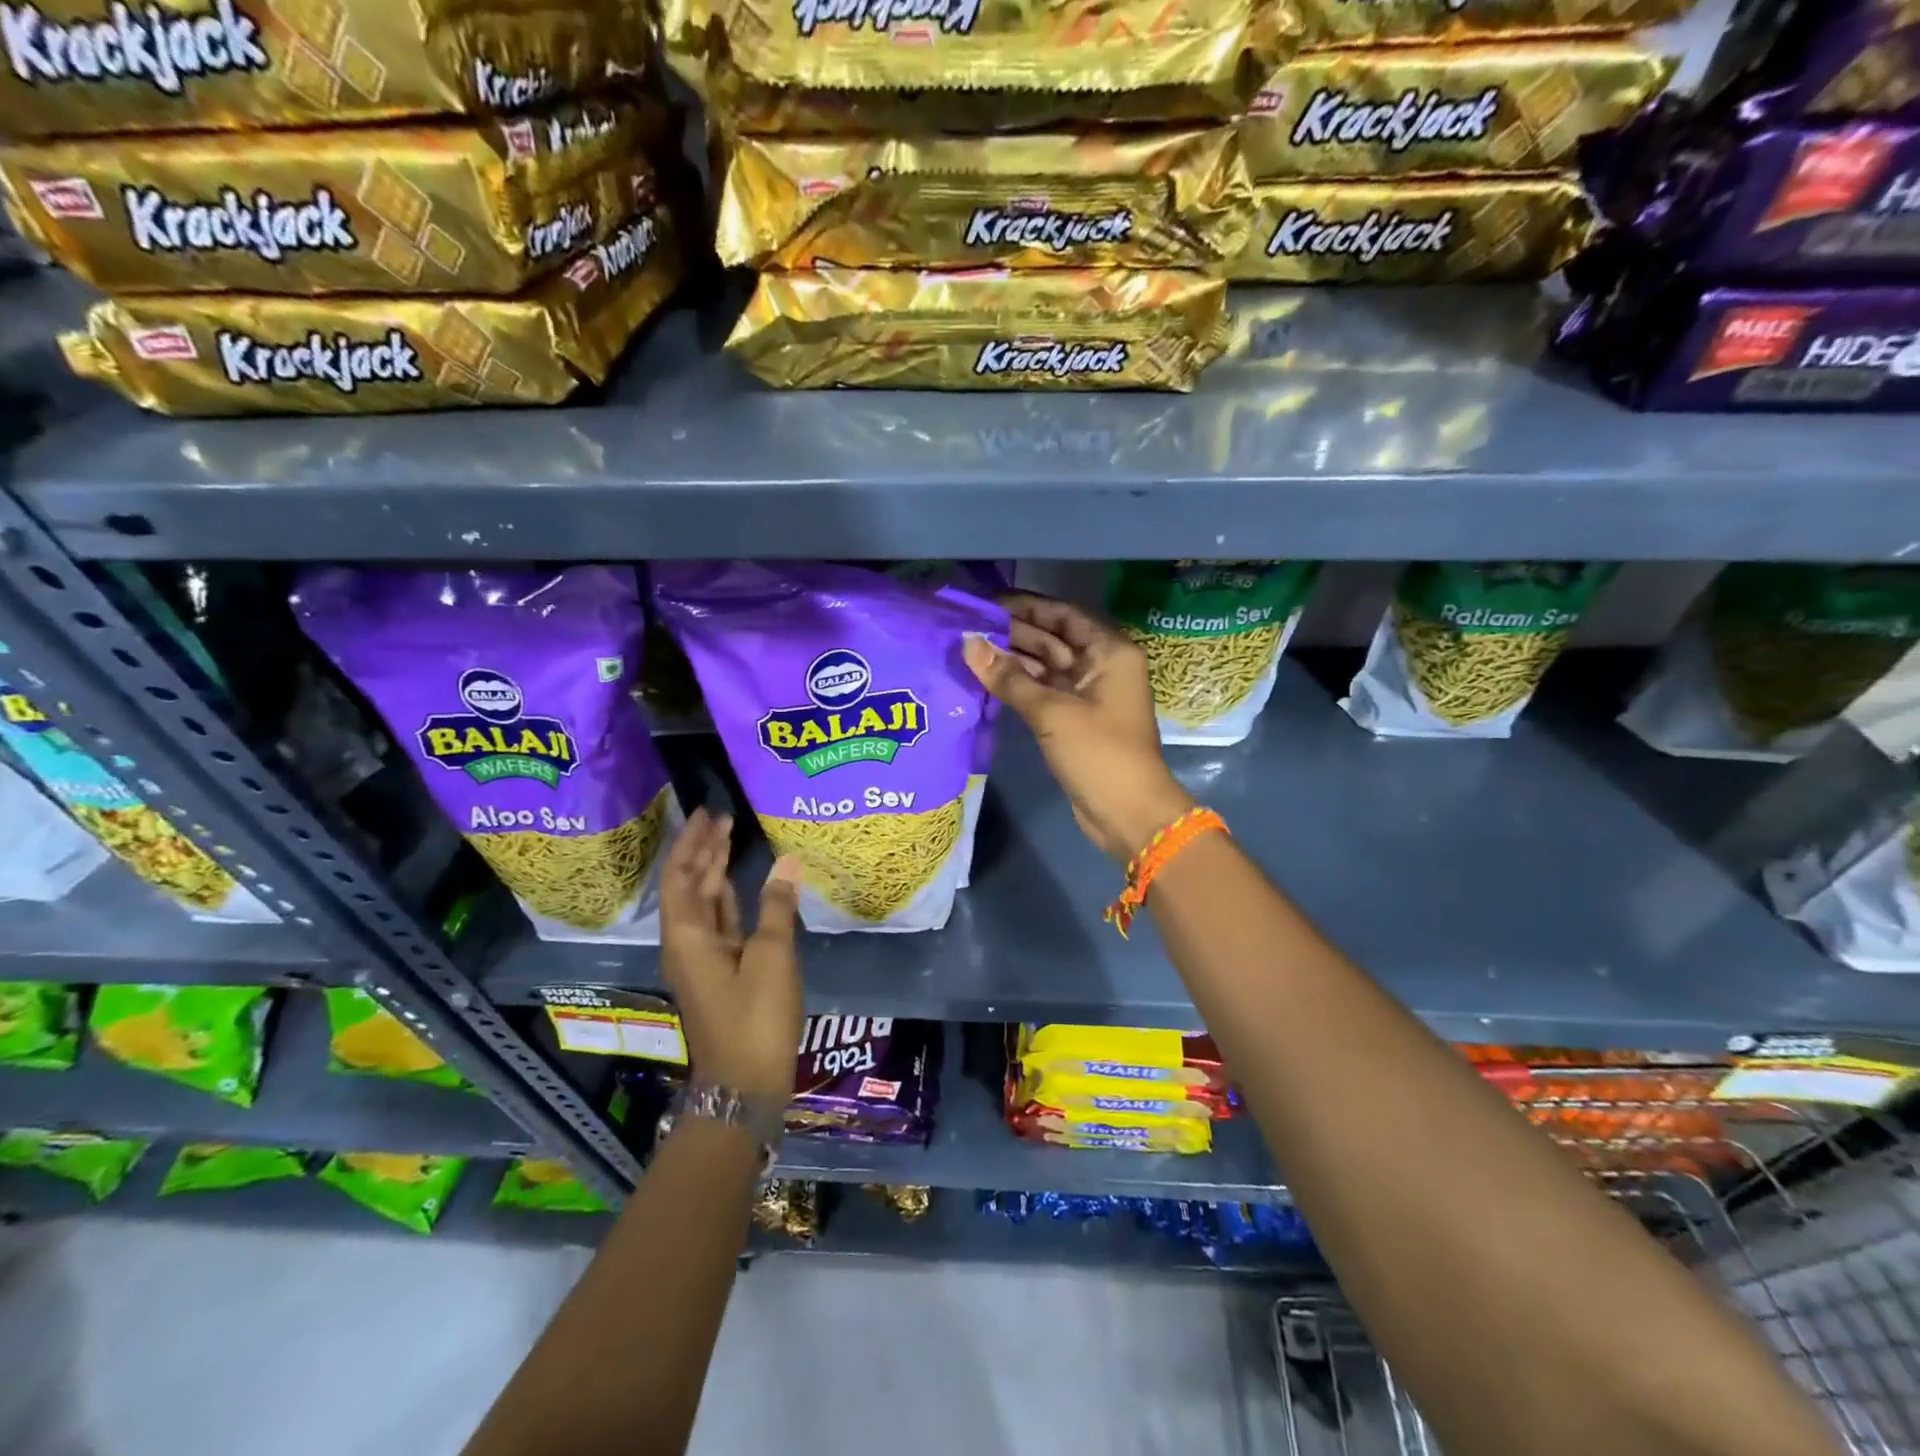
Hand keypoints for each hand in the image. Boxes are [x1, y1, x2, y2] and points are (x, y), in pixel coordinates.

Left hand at [658, 808, 803, 1099]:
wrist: (746, 1083)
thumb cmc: (756, 1017)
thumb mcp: (772, 957)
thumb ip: (777, 906)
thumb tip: (786, 861)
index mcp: (688, 937)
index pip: (680, 877)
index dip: (692, 844)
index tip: (709, 814)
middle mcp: (686, 944)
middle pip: (688, 888)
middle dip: (702, 851)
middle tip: (722, 818)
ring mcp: (702, 960)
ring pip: (702, 905)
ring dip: (712, 872)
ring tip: (730, 839)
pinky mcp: (720, 972)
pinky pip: (718, 923)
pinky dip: (727, 899)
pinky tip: (740, 884)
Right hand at [964, 593, 1193, 862]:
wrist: (1128, 813)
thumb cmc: (1098, 753)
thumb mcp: (1051, 711)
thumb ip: (1008, 677)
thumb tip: (969, 643)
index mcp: (1109, 651)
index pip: (1063, 615)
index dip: (1026, 606)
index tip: (986, 603)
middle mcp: (1101, 666)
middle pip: (1054, 638)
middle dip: (1014, 632)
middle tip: (968, 626)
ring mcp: (1088, 694)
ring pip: (1046, 666)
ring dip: (1013, 659)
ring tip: (969, 649)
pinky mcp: (1075, 719)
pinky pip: (1044, 691)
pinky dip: (1019, 685)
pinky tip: (987, 678)